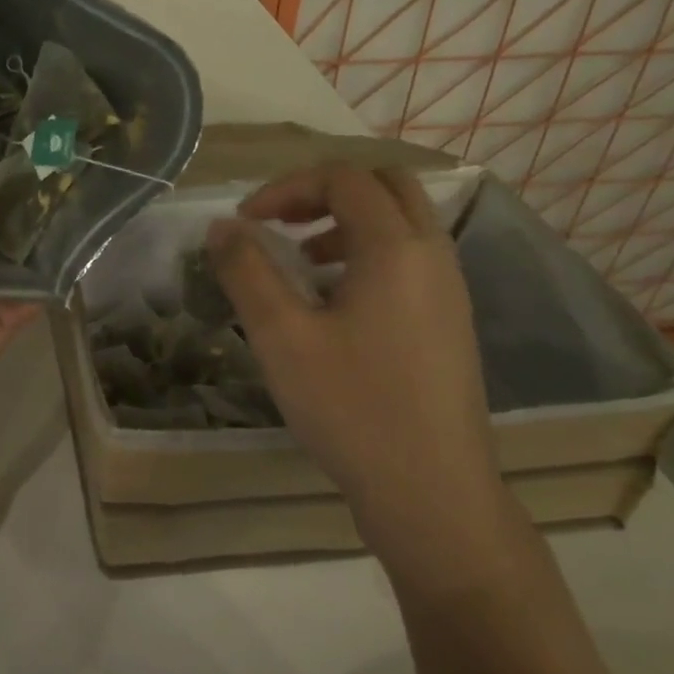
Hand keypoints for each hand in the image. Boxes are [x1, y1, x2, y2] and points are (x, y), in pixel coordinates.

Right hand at [208, 164, 509, 582]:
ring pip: (402, 222)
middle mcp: (433, 255)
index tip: (246, 222)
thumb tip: (222, 227)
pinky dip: (369, 253)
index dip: (286, 187)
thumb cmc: (352, 408)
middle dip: (325, 192)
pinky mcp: (450, 322)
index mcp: (396, 247)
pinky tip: (335, 303)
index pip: (342, 178)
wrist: (433, 495)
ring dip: (348, 222)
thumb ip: (246, 270)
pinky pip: (411, 258)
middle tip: (282, 222)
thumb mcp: (281, 336)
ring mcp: (450, 289)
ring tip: (302, 261)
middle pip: (384, 185)